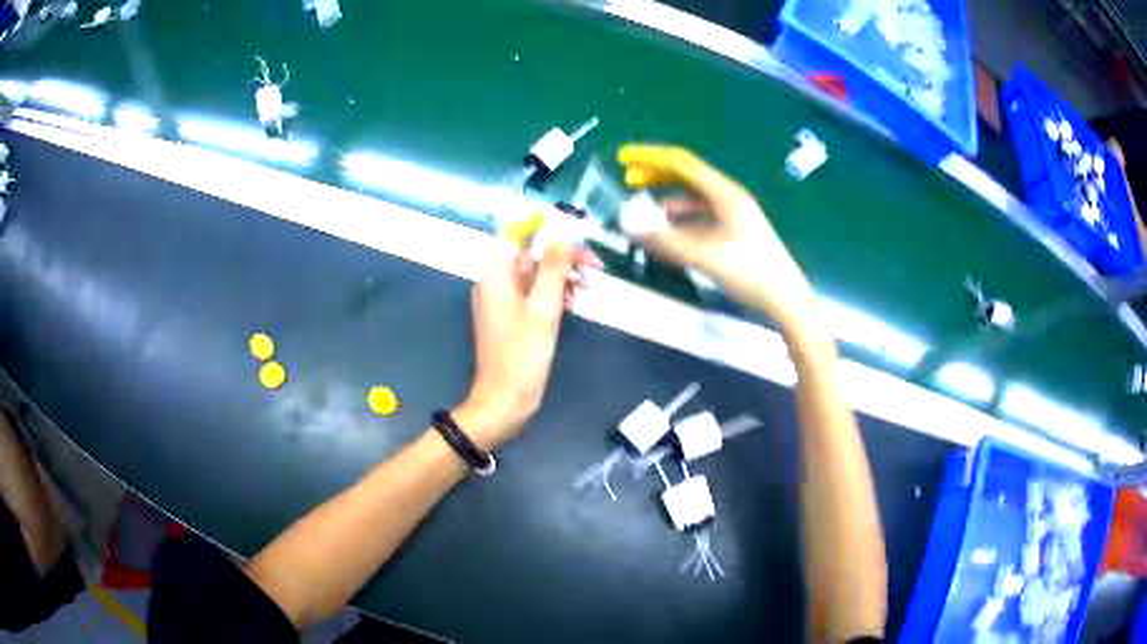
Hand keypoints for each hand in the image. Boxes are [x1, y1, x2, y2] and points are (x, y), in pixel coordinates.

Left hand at [455, 244, 596, 450]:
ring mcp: (502, 302)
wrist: (505, 402)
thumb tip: (562, 230)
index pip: (520, 235)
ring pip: (535, 277)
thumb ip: (553, 267)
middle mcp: (495, 283)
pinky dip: (553, 295)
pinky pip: (533, 296)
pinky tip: (572, 303)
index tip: (579, 234)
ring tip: (587, 287)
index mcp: (496, 275)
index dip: (548, 230)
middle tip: (594, 267)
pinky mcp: (511, 319)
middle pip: (531, 256)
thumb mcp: (543, 308)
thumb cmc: (523, 355)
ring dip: (561, 277)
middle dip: (562, 258)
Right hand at [617, 144, 816, 330]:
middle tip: (628, 183)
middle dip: (655, 178)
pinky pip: (697, 221)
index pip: (682, 163)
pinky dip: (678, 225)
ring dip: (665, 208)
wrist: (785, 299)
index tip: (624, 158)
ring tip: (643, 222)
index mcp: (724, 194)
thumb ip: (666, 241)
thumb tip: (630, 227)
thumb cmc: (751, 273)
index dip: (650, 158)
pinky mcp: (731, 234)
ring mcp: (730, 216)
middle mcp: (726, 198)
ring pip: (690, 203)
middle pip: (685, 178)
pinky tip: (665, 240)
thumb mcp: (705, 256)